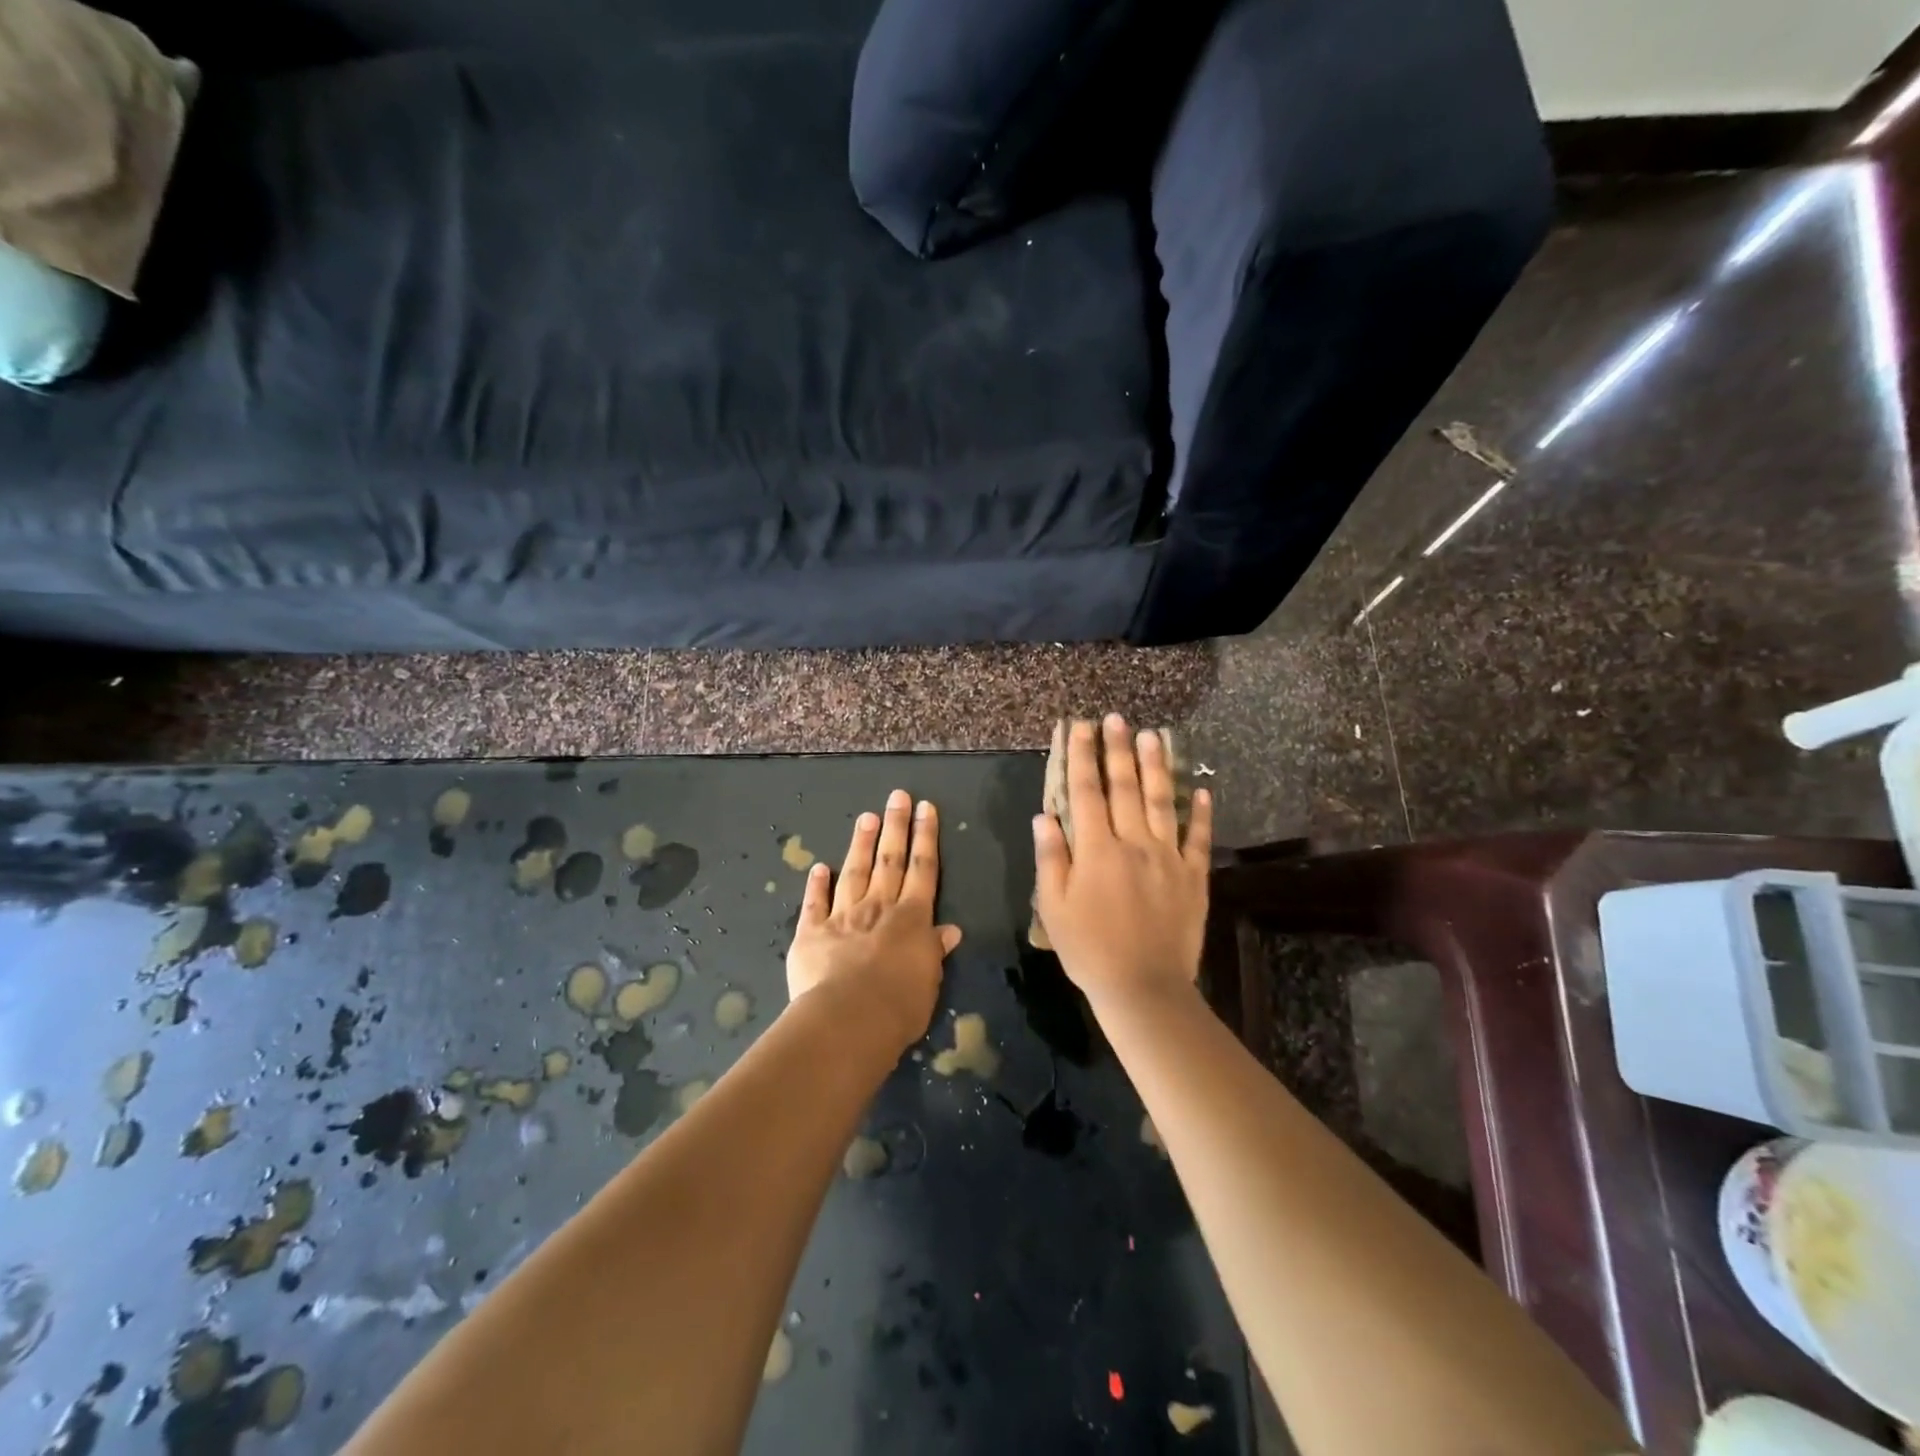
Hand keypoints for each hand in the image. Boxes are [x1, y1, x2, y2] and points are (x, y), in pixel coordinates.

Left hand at [786, 789, 962, 1052]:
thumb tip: (949, 931)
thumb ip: (934, 952)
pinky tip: (819, 867)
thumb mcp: (929, 981)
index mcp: (912, 919)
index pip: (923, 869)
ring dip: (861, 843)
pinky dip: (816, 884)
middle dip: (896, 826)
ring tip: (867, 817)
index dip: (925, 837)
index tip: (926, 808)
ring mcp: (843, 916)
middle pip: (890, 860)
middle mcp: (879, 908)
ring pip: (855, 872)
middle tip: (898, 796)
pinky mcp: (812, 933)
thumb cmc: (899, 1006)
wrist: (848, 1019)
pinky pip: (815, 903)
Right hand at [1033, 717, 1212, 1012]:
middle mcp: (1134, 842)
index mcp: (1096, 849)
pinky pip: (1198, 838)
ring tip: (1154, 735)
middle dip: (1119, 749)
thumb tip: (1044, 816)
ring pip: (1163, 801)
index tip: (1080, 727)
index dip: (1082, 757)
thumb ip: (1051, 858)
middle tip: (1118, 718)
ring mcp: (1168, 858)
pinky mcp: (1193, 877)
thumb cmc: (1089, 949)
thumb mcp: (1053, 907)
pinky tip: (1202, 790)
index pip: (1086, 791)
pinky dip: (1202, 813)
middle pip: (1125, 787)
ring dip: (1157, 766)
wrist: (1144, 987)